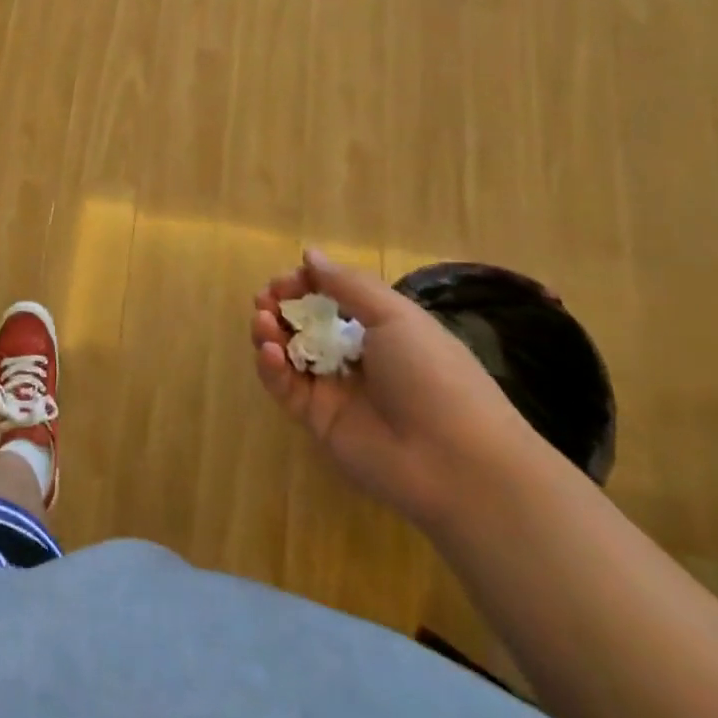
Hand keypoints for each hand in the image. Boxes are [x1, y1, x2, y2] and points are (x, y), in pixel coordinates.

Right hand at [251, 251, 542, 531]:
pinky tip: (271, 352)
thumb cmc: (432, 375)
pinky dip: (271, 366)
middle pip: (305, 323)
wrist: (455, 463)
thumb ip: (348, 285)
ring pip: (290, 353)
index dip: (305, 284)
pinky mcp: (317, 420)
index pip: (332, 297)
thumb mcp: (397, 316)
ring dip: (270, 332)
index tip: (284, 281)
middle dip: (280, 306)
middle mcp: (355, 355)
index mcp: (381, 328)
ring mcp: (335, 389)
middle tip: (264, 300)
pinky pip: (286, 387)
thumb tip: (310, 254)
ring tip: (263, 321)